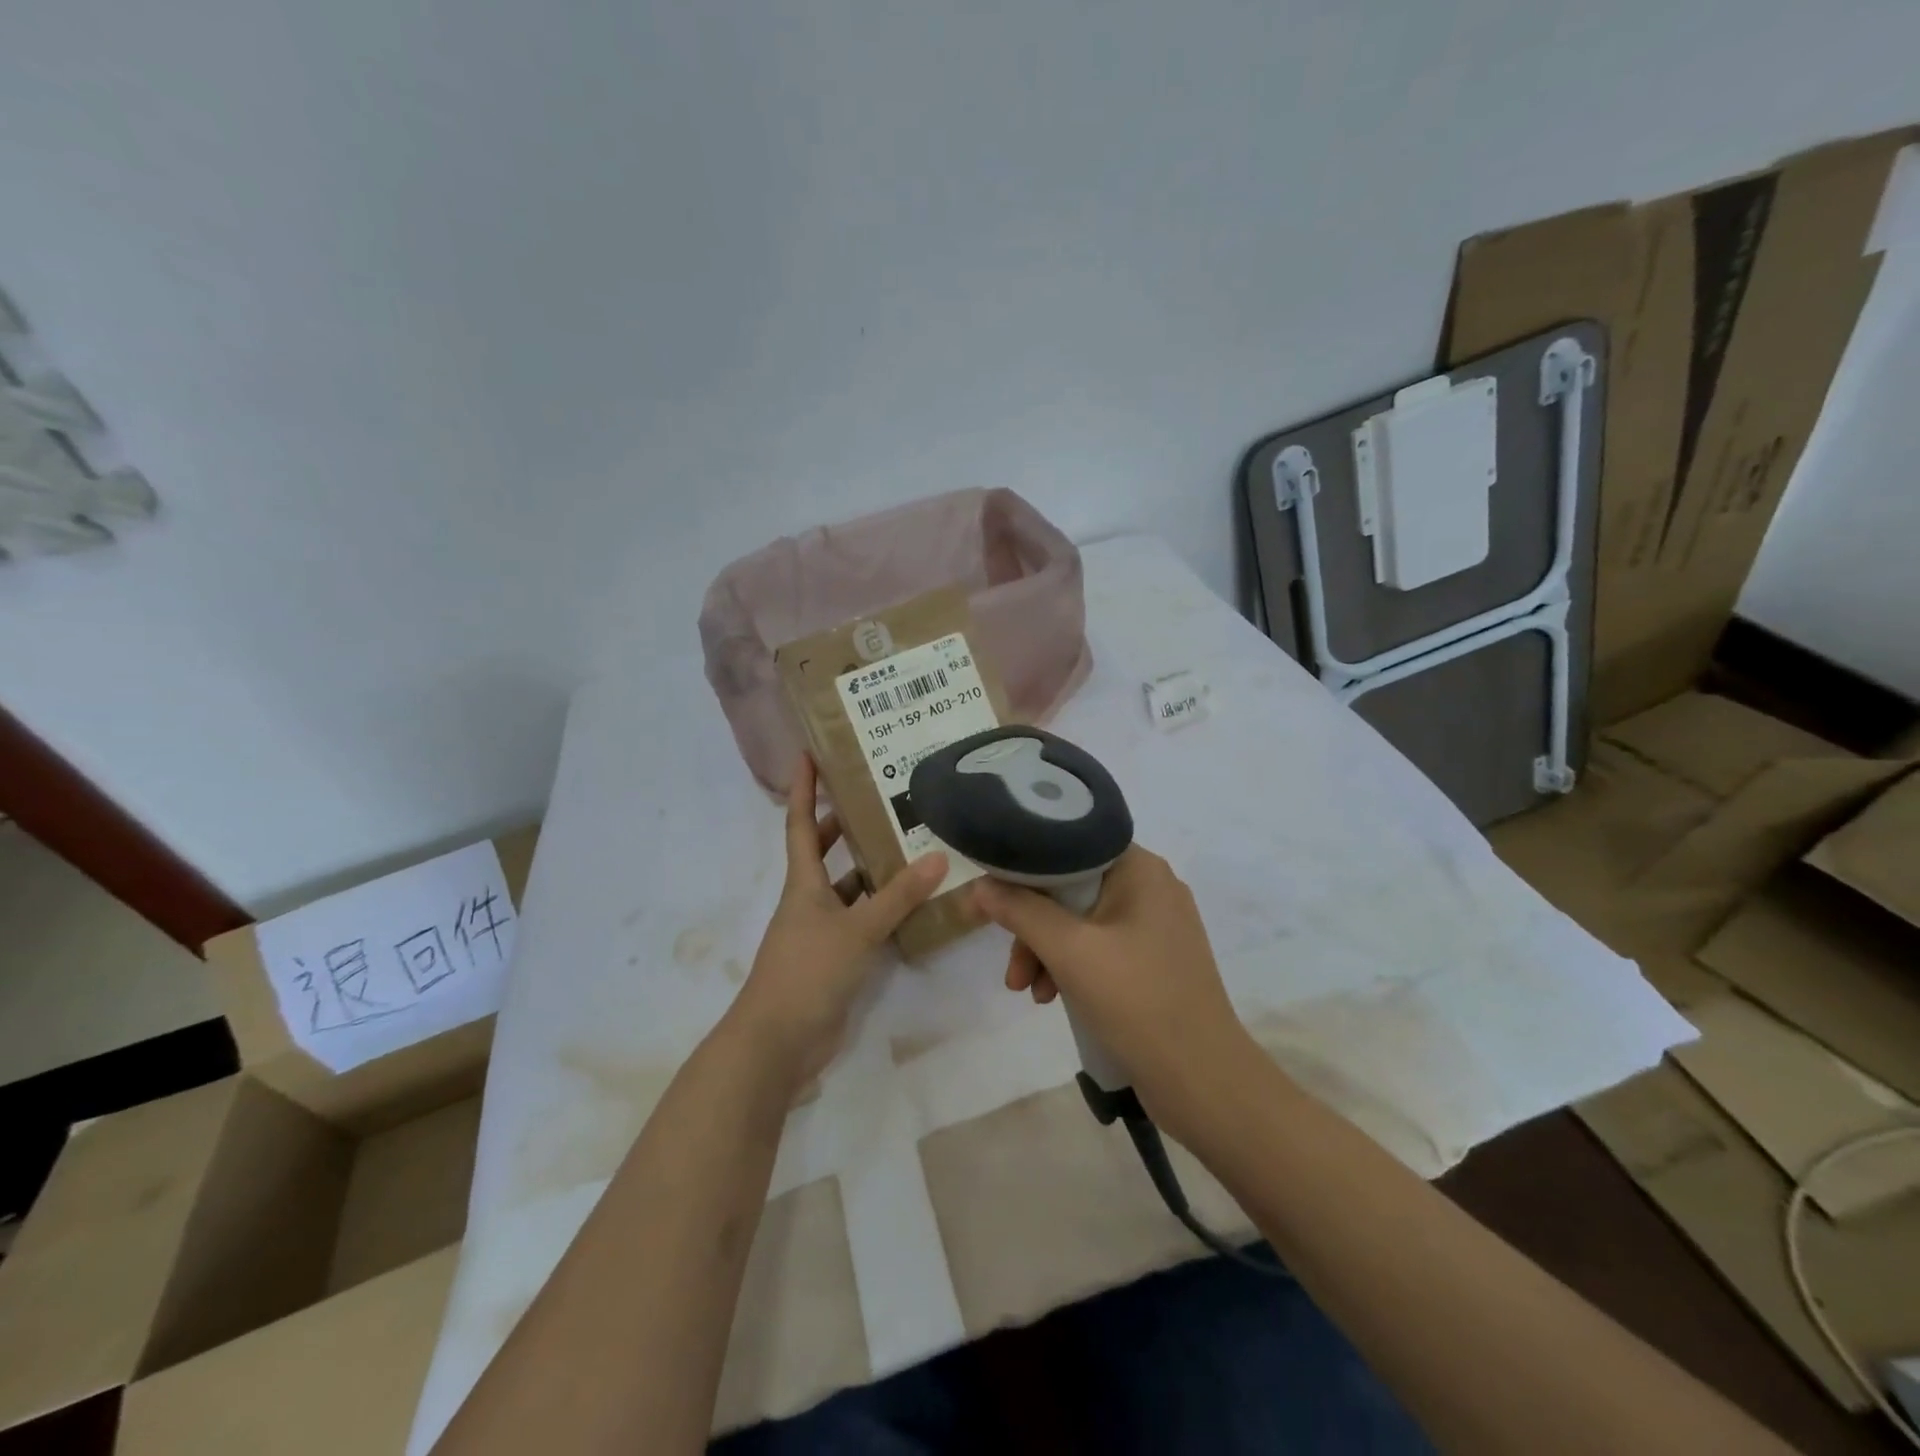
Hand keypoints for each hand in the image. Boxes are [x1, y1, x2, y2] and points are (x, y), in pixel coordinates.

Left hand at [728, 754, 945, 1085]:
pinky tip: (913, 904)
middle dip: (845, 824)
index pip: (801, 823)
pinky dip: (882, 910)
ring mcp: (821, 931)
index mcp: (803, 883)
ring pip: (848, 888)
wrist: (778, 1042)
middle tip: (881, 797)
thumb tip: (938, 857)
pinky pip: (862, 922)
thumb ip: (897, 897)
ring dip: (871, 869)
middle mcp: (809, 900)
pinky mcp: (835, 958)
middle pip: (824, 852)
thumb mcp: (856, 930)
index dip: (804, 788)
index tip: (809, 753)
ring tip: (910, 844)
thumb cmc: (807, 972)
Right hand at [971, 846, 1254, 1122]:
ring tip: (1026, 992)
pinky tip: (1051, 998)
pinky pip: (1099, 947)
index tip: (992, 895)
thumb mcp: (1070, 952)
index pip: (1069, 846)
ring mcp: (1155, 925)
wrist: (1204, 1081)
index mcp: (1140, 869)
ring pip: (1081, 921)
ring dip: (1047, 951)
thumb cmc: (1138, 1001)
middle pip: (1071, 888)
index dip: (1026, 868)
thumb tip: (979, 885)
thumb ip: (1021, 912)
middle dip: (1033, 926)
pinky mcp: (1154, 960)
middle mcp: (1151, 887)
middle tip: (1010, 964)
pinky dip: (1071, 967)